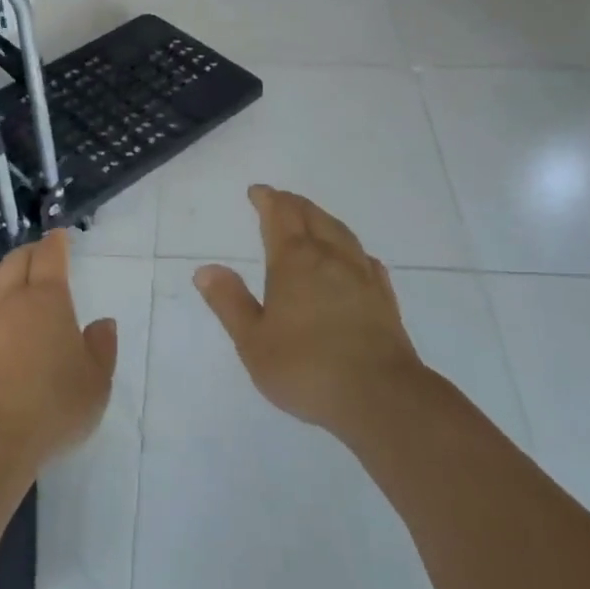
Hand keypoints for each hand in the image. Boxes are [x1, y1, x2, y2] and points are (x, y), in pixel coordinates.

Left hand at [0, 231, 117, 468]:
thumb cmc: (52, 407)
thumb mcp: (96, 382)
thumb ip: (102, 348)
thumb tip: (103, 323)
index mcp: (47, 299)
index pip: (50, 256)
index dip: (56, 242)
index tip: (60, 236)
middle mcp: (10, 300)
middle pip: (15, 261)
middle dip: (29, 252)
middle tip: (38, 256)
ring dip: (0, 272)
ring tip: (8, 277)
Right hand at [194, 186, 427, 440]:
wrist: (380, 396)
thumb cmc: (306, 368)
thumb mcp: (253, 341)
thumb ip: (230, 302)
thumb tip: (205, 269)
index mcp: (294, 261)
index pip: (279, 215)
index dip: (267, 199)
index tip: (257, 192)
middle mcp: (329, 257)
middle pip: (311, 216)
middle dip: (293, 204)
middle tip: (280, 200)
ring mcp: (361, 275)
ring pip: (340, 232)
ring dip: (322, 218)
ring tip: (313, 219)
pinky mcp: (384, 297)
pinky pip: (365, 259)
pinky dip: (352, 248)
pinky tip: (354, 258)